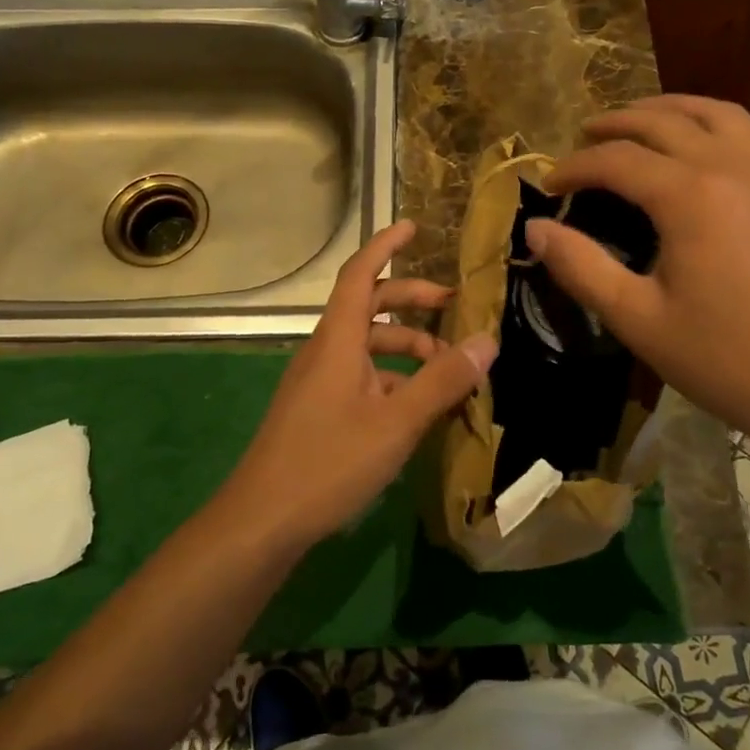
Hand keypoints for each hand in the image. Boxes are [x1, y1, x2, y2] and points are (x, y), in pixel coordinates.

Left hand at [227, 220, 497, 547]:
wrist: (262, 521)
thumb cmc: (328, 462)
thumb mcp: (396, 423)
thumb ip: (442, 381)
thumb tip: (487, 340)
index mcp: (338, 340)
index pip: (361, 274)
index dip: (386, 246)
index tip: (414, 228)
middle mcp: (326, 351)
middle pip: (370, 307)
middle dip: (412, 301)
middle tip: (453, 308)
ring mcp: (319, 381)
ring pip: (368, 346)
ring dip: (408, 347)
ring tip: (449, 369)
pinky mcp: (319, 410)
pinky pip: (362, 376)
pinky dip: (394, 378)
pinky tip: (419, 406)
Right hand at [524, 95, 749, 450]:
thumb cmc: (725, 359)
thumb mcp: (637, 319)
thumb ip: (580, 267)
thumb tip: (534, 229)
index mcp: (691, 196)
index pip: (617, 160)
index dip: (575, 167)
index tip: (548, 185)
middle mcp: (736, 166)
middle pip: (664, 121)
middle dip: (616, 124)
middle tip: (584, 135)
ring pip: (719, 114)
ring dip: (672, 109)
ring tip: (642, 120)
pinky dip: (724, 128)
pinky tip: (713, 148)